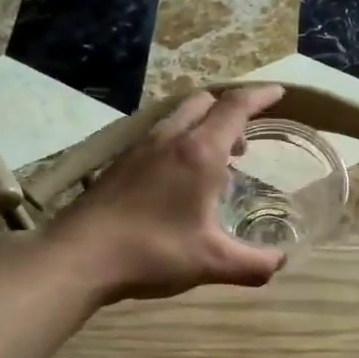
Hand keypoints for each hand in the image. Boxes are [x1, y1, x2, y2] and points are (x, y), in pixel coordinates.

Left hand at [47, 85, 289, 302]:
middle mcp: (169, 139)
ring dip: (202, 127)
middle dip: (230, 112)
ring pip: (177, 118)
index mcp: (199, 153)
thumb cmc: (152, 252)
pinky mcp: (119, 164)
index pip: (235, 108)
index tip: (278, 92)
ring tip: (213, 163)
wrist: (78, 256)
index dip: (260, 96)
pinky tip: (176, 181)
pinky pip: (158, 137)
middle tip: (244, 143)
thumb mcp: (212, 263)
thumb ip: (254, 265)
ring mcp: (139, 149)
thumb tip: (280, 264)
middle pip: (204, 103)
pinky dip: (178, 143)